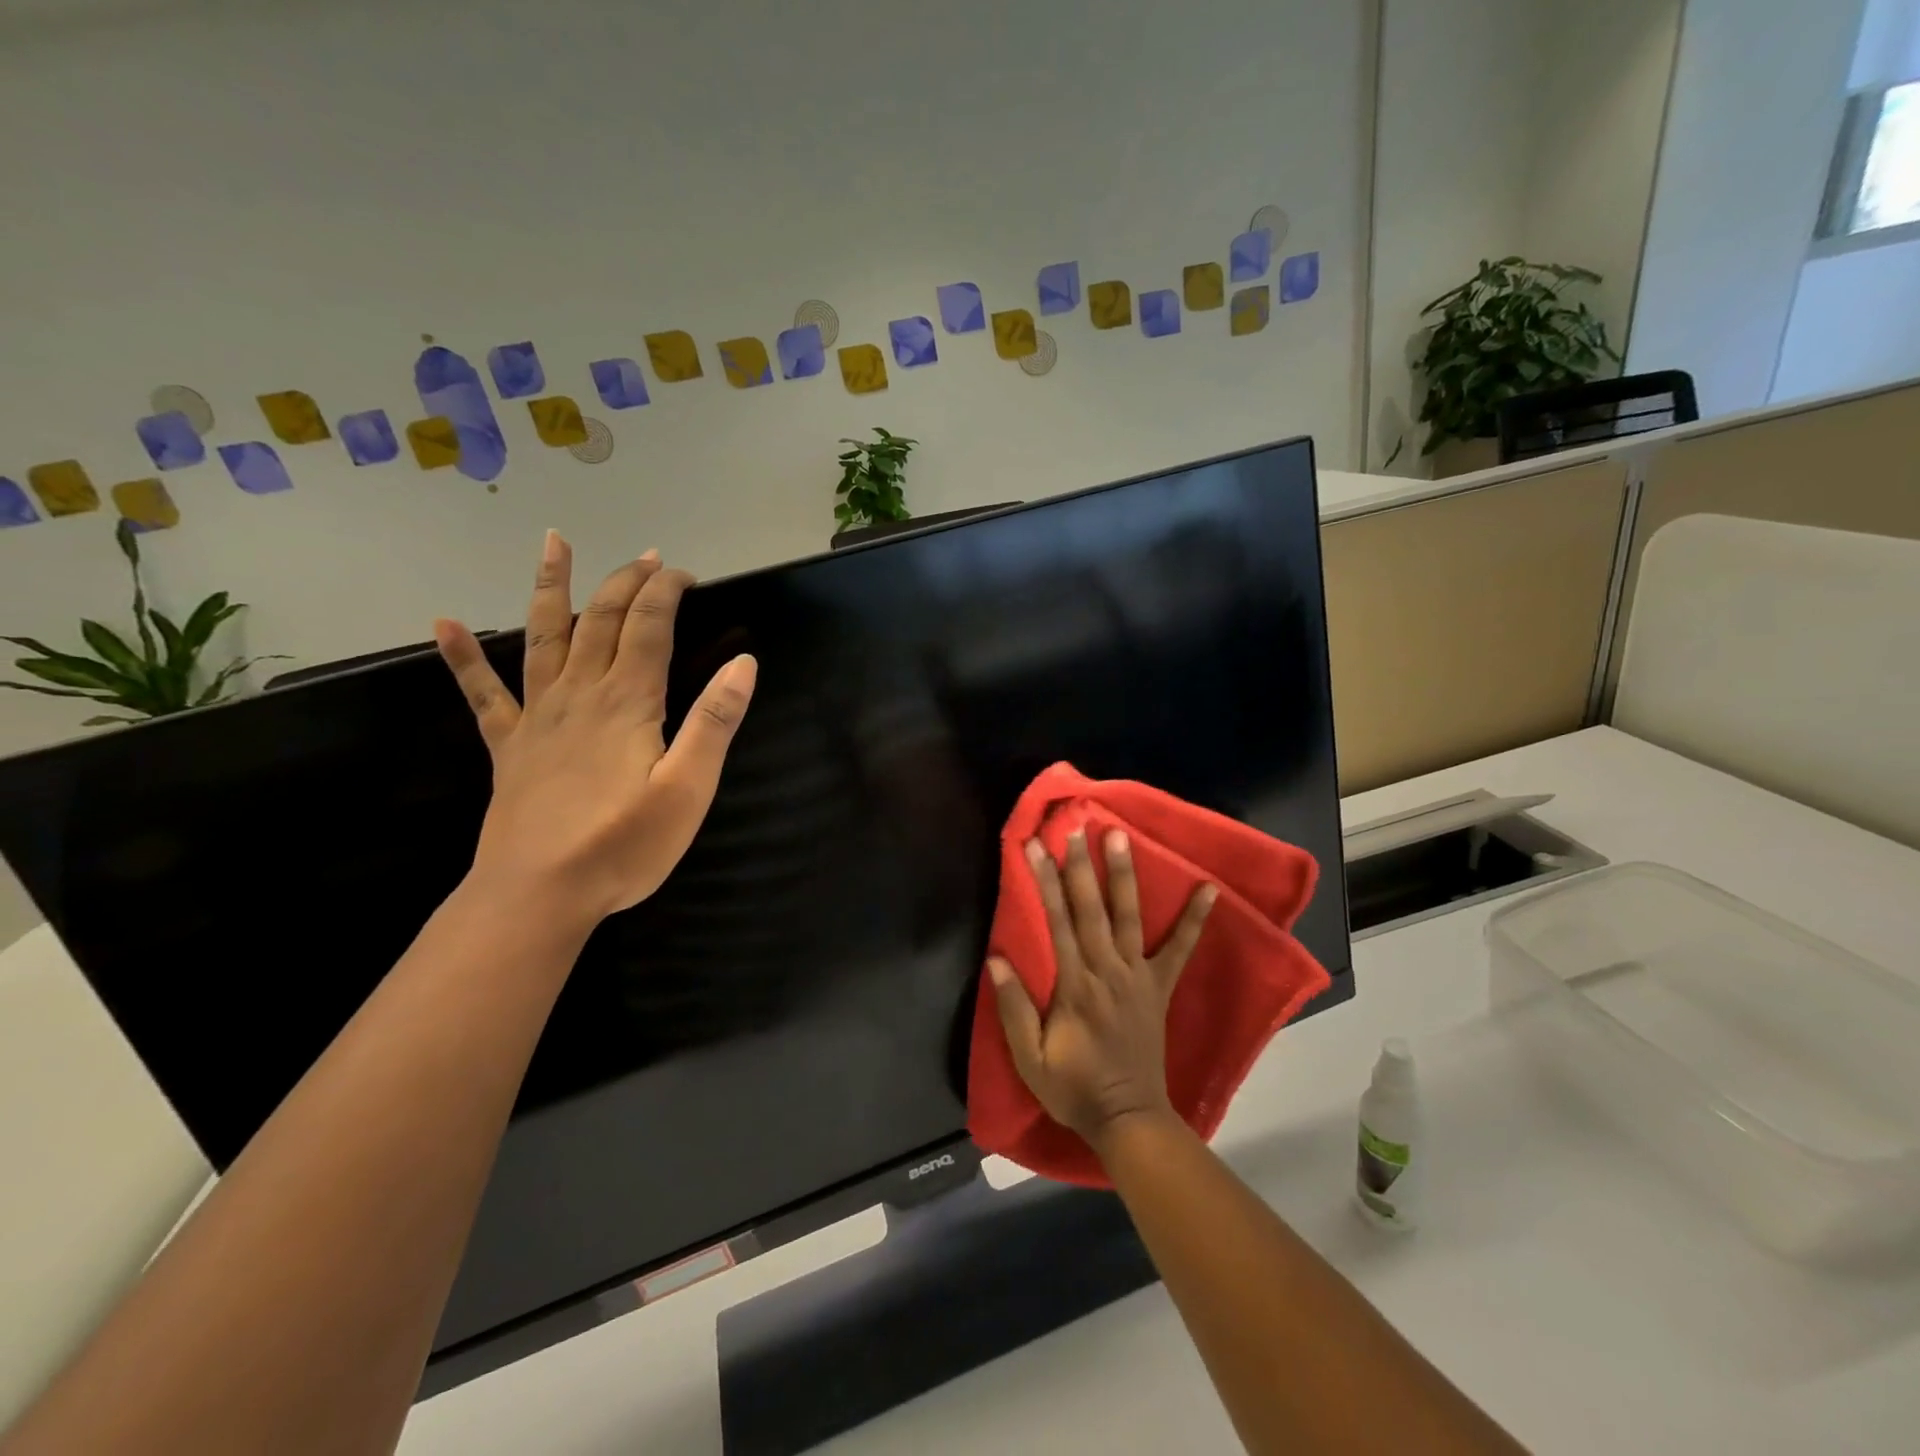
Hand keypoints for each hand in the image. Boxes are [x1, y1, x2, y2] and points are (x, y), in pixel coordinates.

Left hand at [434, 531, 755, 932]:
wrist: (540, 893)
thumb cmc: (624, 845)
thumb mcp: (689, 789)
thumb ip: (715, 723)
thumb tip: (744, 664)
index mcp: (628, 702)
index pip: (649, 627)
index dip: (665, 592)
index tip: (685, 574)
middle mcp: (580, 693)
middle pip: (602, 619)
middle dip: (626, 581)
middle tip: (648, 557)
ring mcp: (537, 716)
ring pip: (544, 636)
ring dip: (552, 587)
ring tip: (553, 542)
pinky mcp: (509, 745)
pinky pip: (483, 693)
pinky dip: (462, 657)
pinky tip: (442, 624)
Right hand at [988, 829, 1215, 1152]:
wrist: (1128, 1118)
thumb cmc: (1073, 1089)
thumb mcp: (1030, 1059)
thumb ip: (1014, 1008)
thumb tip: (997, 958)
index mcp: (1074, 986)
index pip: (1056, 922)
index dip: (1044, 882)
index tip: (1035, 847)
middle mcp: (1107, 971)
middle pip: (1090, 909)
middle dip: (1081, 865)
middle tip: (1076, 826)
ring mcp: (1137, 976)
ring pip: (1128, 917)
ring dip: (1124, 875)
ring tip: (1121, 837)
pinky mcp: (1158, 987)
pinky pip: (1180, 949)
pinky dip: (1195, 919)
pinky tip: (1209, 889)